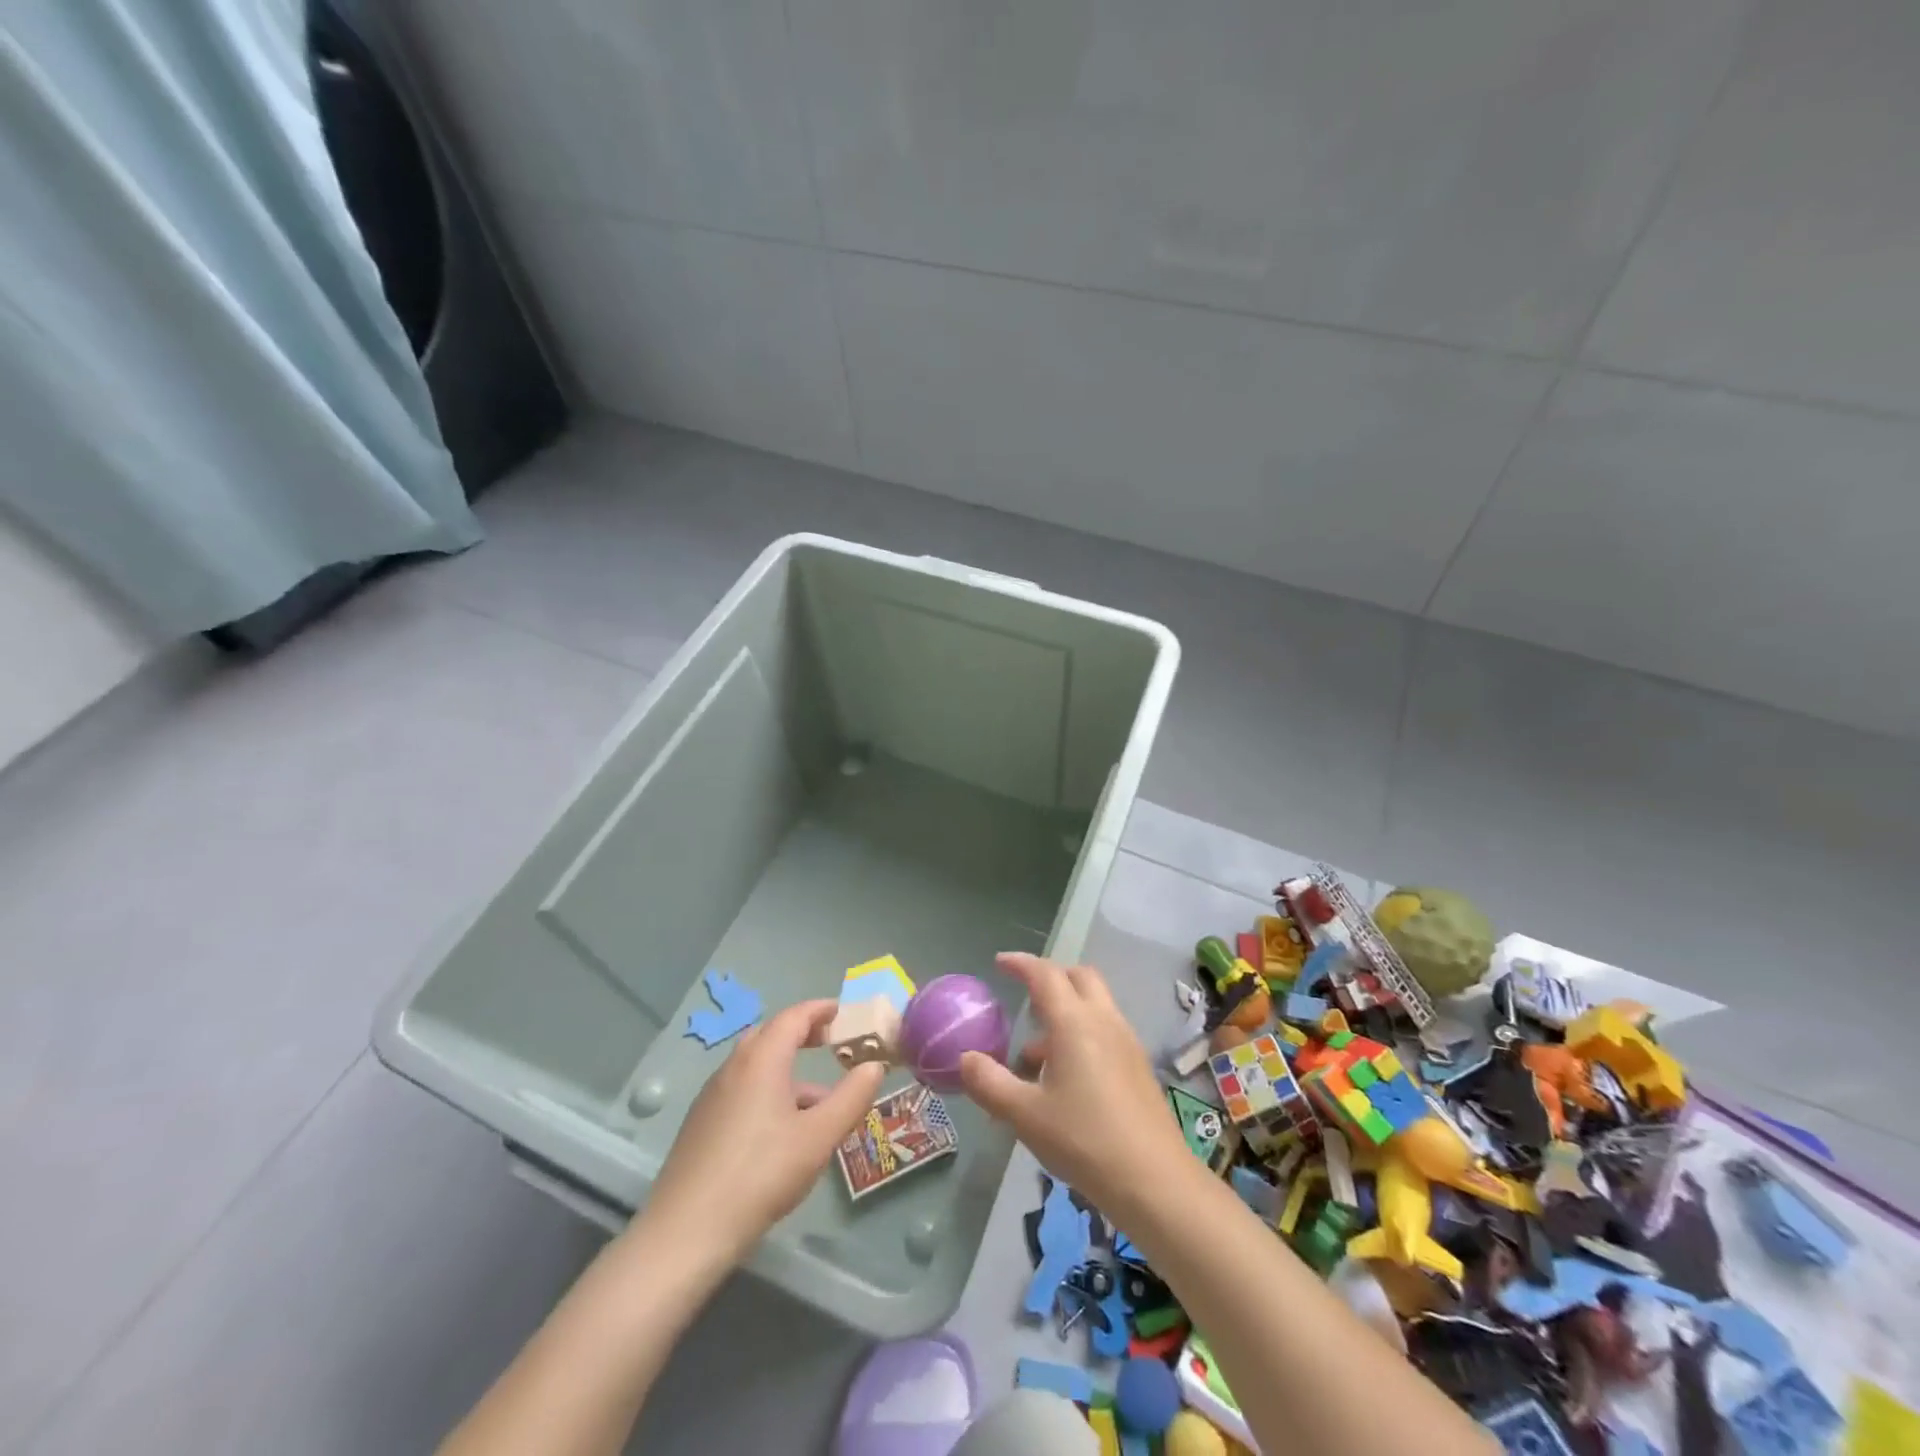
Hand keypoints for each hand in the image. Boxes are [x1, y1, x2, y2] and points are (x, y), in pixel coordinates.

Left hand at [643, 1000, 884, 1263]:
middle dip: (803, 1034)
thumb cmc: (761, 1174)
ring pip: (756, 1067)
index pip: (794, 1016)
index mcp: (762, 1060)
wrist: (686, 1233)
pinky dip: (769, 1092)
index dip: (821, 1010)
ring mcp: (712, 1096)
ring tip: (819, 1101)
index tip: (844, 1013)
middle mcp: (733, 1067)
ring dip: (788, 1070)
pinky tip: (784, 1132)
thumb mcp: (819, 1137)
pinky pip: (742, 1090)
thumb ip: (851, 1097)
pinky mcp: (701, 1124)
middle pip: (771, 1035)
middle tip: (832, 1044)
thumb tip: (875, 1066)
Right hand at [959, 953, 1192, 1216]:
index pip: (1045, 974)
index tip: (1000, 963)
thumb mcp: (1025, 1115)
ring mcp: (1126, 1042)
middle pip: (1079, 977)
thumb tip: (965, 1059)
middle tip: (1025, 997)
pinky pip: (1105, 1029)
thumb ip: (990, 1083)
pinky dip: (1081, 1033)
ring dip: (1066, 1011)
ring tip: (1035, 1054)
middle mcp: (1104, 1020)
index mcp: (1074, 1022)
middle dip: (1050, 978)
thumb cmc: (1084, 1141)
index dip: (1021, 963)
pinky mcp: (1138, 1066)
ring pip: (1094, 1004)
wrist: (1155, 1181)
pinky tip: (1065, 1078)